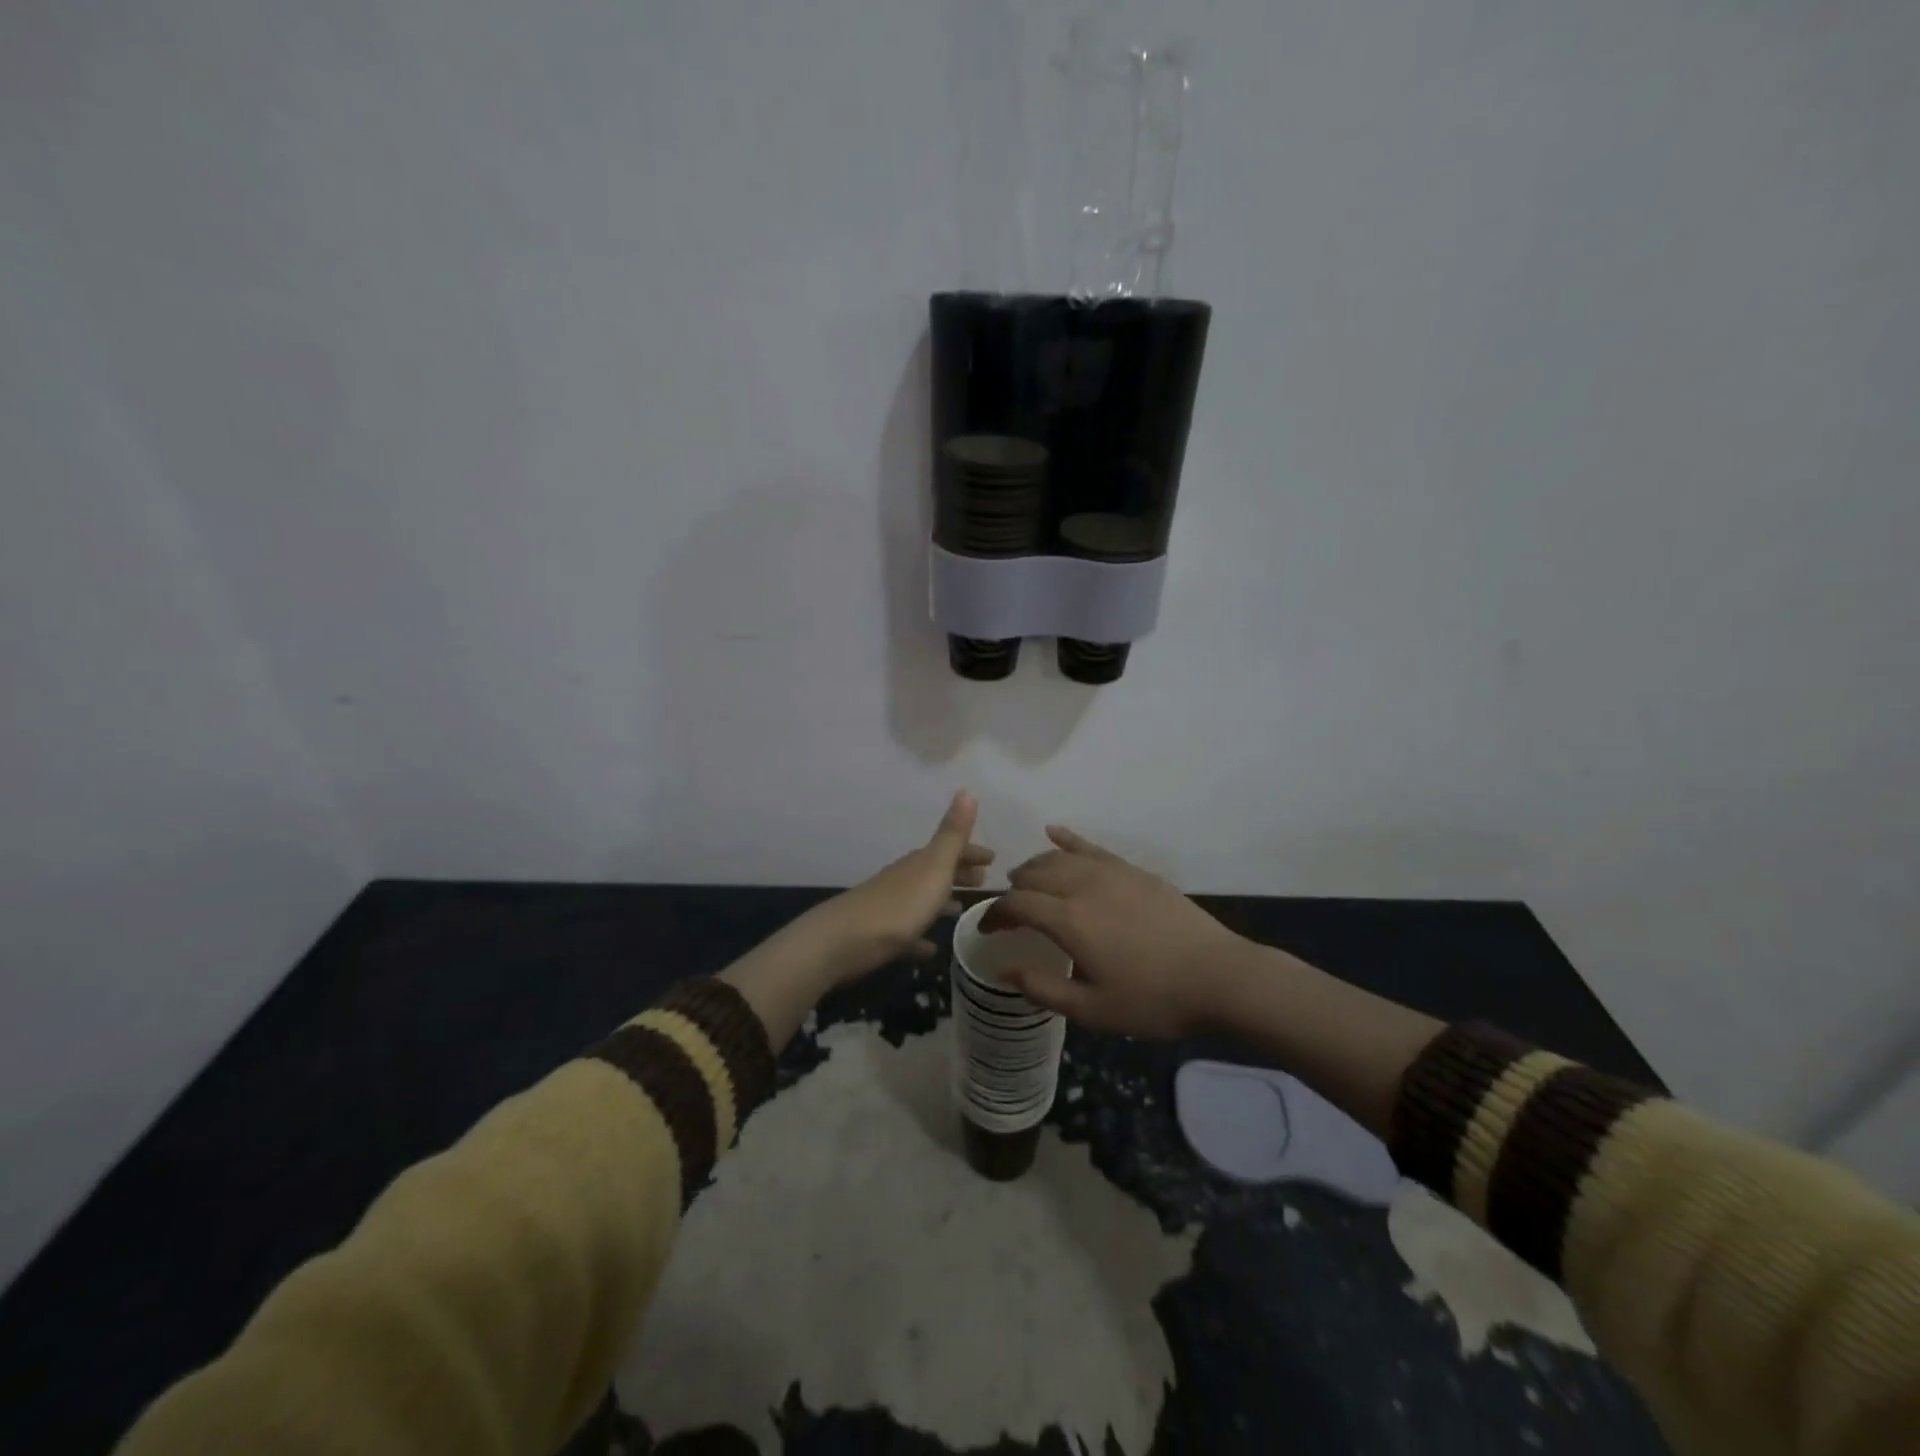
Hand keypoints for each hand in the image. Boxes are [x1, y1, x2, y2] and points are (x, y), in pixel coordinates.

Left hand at [813, 790, 993, 983]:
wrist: (843, 941)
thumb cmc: (899, 904)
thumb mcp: (934, 867)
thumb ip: (952, 833)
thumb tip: (966, 789)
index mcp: (920, 863)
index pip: (951, 849)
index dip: (972, 851)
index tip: (994, 858)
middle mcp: (905, 880)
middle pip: (937, 872)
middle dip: (960, 873)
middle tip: (984, 880)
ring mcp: (891, 908)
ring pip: (923, 900)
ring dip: (942, 902)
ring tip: (961, 909)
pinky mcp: (882, 937)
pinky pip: (908, 934)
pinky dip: (921, 937)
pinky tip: (931, 948)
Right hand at [980, 827, 1252, 1037]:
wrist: (1219, 977)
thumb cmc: (1153, 1000)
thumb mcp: (1092, 1009)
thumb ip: (1042, 988)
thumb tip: (1002, 968)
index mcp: (1069, 920)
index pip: (1016, 904)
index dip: (995, 914)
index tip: (987, 931)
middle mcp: (1083, 885)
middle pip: (1034, 873)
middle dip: (1013, 889)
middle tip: (1009, 911)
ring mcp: (1111, 872)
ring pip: (1058, 857)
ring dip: (1035, 866)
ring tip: (1026, 881)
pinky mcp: (1133, 870)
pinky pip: (1091, 846)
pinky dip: (1067, 838)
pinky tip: (1053, 832)